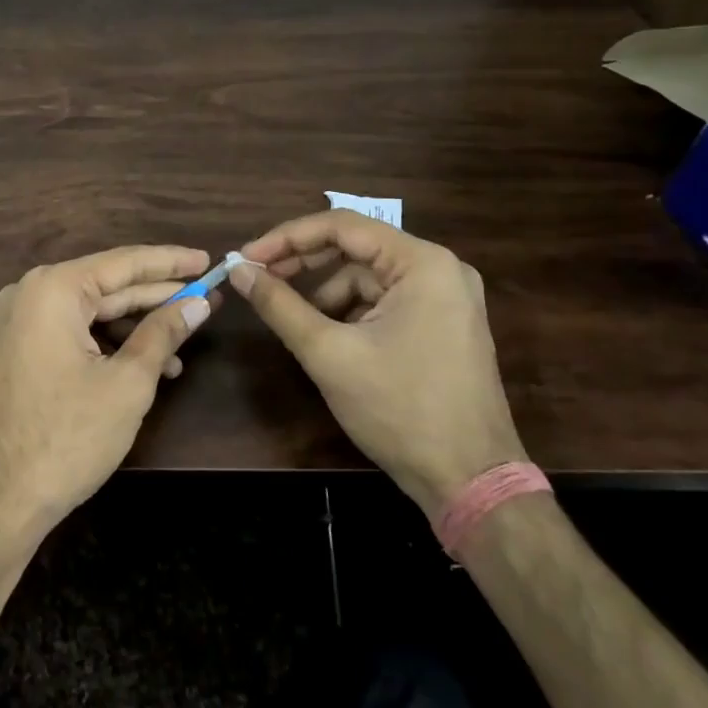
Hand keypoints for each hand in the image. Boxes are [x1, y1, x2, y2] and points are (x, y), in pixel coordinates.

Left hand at [0, 246, 215, 542]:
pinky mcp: (16, 351)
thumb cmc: (67, 436)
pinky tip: (143, 364)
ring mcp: (17, 323)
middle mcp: (29, 294)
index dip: (170, 262)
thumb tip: (197, 305)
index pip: (123, 262)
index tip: (207, 259)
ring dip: (135, 326)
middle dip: (157, 295)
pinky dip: (106, 344)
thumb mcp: (127, 383)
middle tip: (204, 297)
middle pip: (106, 286)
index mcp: (53, 289)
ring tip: (182, 342)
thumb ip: (163, 334)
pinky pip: (69, 332)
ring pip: (89, 312)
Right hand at [230, 212, 524, 518]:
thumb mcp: (328, 353)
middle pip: (355, 248)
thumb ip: (278, 304)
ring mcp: (446, 298)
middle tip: (258, 279)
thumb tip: (238, 270)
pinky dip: (349, 312)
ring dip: (324, 292)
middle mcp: (440, 269)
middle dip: (303, 263)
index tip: (246, 257)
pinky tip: (326, 337)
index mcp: (422, 263)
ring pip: (366, 277)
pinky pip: (383, 301)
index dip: (286, 237)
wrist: (470, 482)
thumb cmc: (399, 409)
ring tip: (292, 320)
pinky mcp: (442, 324)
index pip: (341, 226)